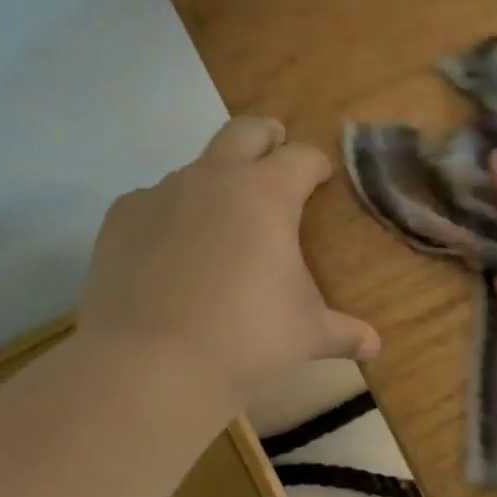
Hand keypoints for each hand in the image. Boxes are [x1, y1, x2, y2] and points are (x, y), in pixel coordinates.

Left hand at [81, 117, 379, 404]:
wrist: (151, 366)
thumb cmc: (248, 339)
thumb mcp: (308, 334)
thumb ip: (344, 332)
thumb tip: (375, 347)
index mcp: (268, 193)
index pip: (303, 157)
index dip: (316, 165)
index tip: (321, 178)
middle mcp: (215, 178)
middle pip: (245, 130)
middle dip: (267, 138)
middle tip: (275, 158)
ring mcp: (162, 193)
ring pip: (196, 168)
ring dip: (216, 183)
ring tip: (221, 228)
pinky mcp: (121, 218)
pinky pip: (153, 201)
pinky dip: (169, 216)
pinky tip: (170, 254)